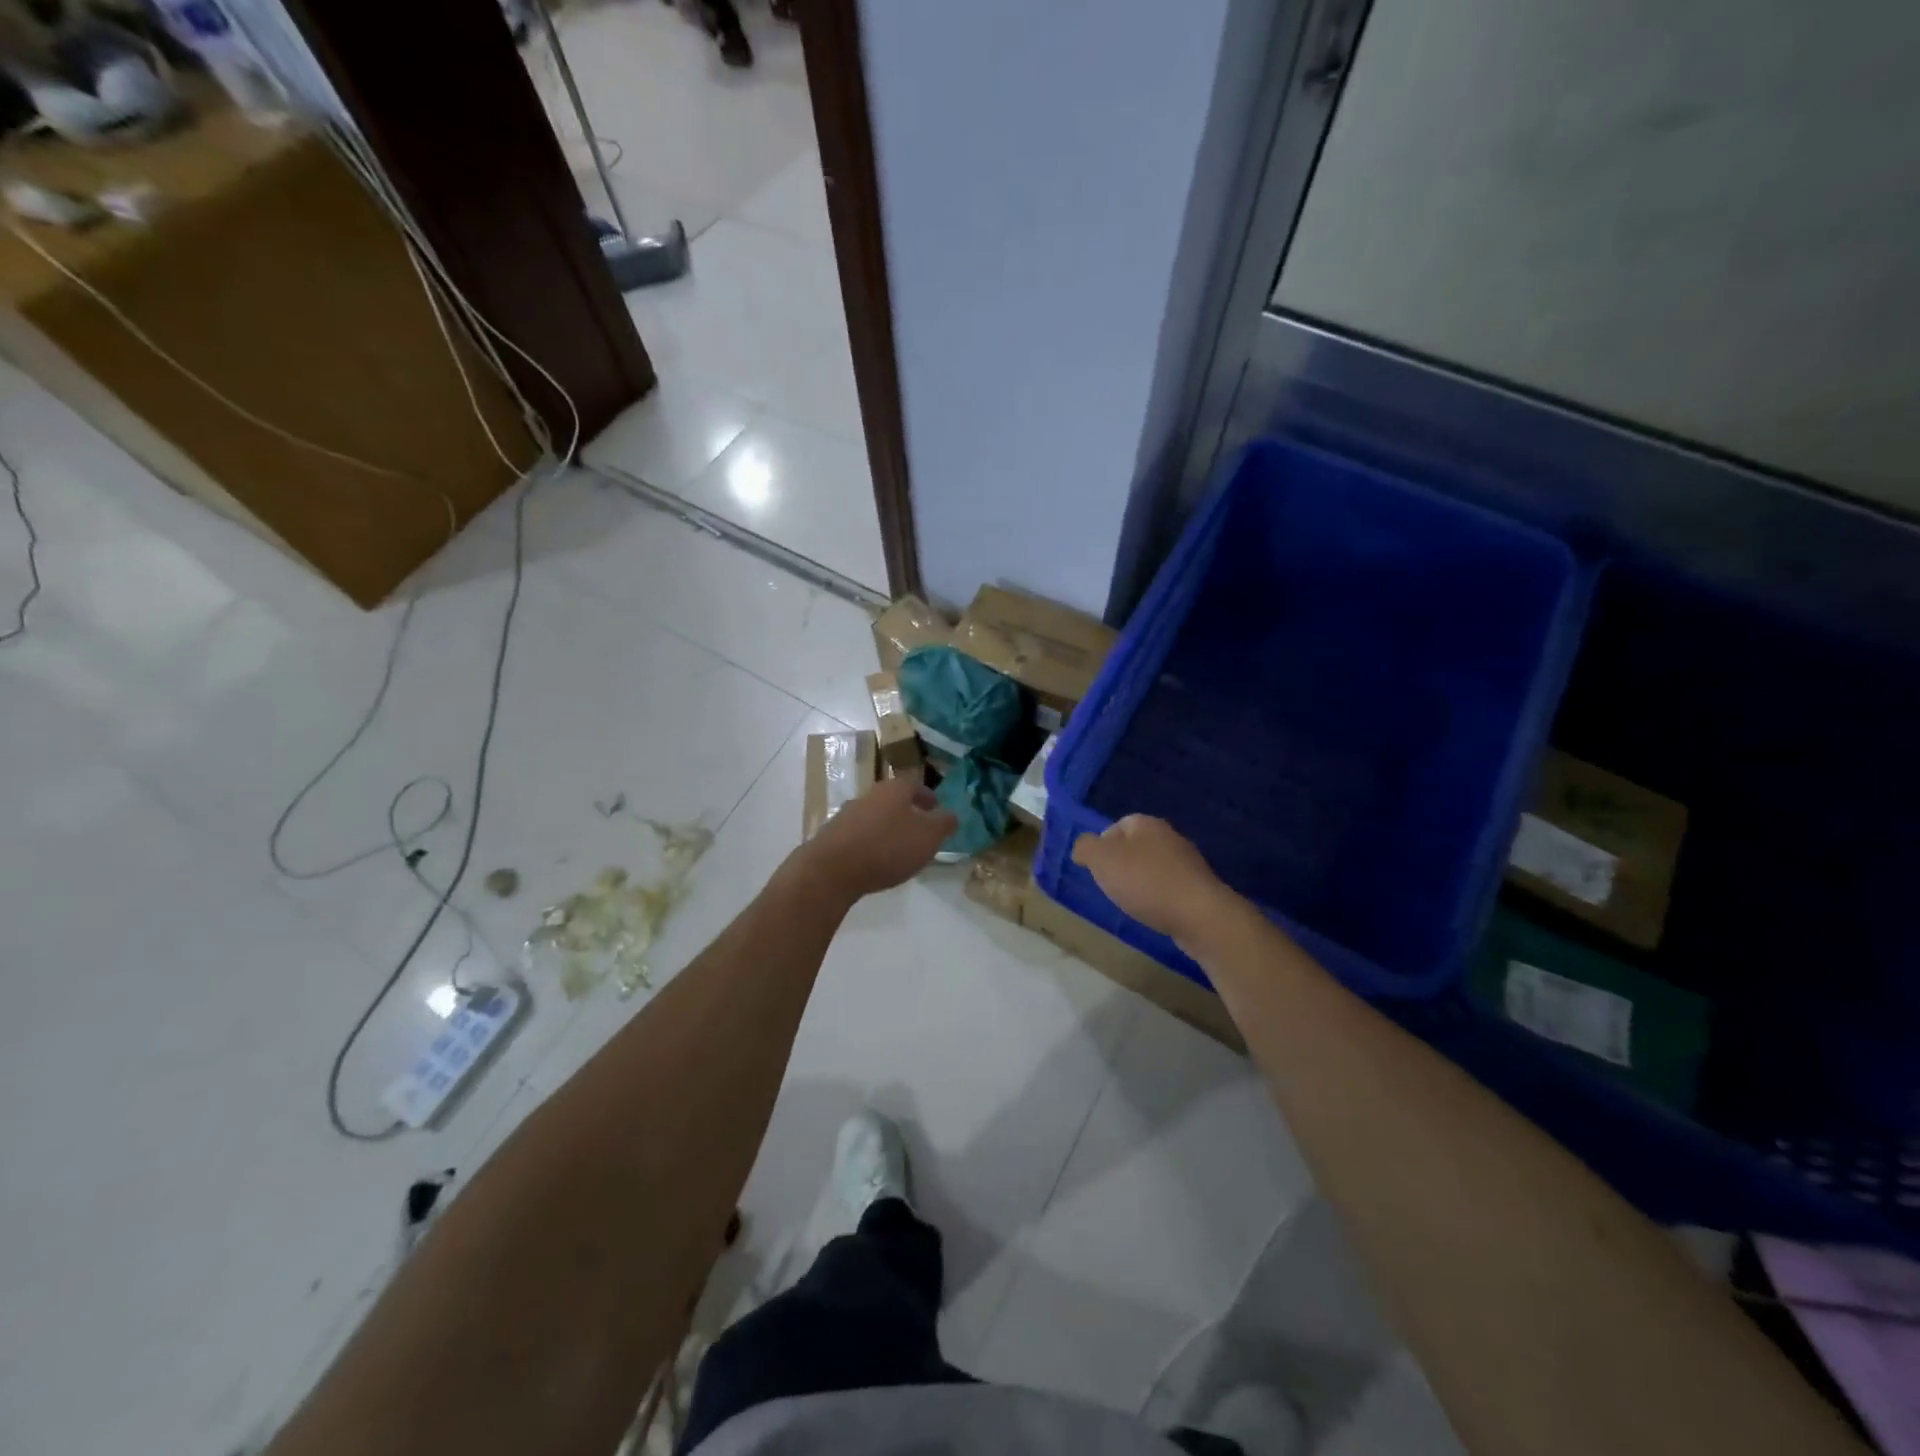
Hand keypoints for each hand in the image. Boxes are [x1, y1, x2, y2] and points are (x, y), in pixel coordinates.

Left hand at [797, 773, 956, 902]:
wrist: (831, 869)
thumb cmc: (887, 848)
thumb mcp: (928, 837)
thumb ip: (943, 824)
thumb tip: (952, 814)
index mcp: (894, 789)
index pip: (915, 784)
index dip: (927, 796)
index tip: (936, 808)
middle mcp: (870, 795)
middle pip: (893, 798)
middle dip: (908, 811)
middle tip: (920, 828)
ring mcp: (848, 814)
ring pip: (875, 816)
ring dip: (888, 827)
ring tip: (899, 847)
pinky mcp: (833, 835)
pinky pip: (860, 834)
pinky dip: (871, 842)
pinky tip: (876, 860)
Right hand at [1072, 815, 1230, 944]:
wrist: (1199, 915)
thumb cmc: (1145, 881)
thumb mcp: (1101, 859)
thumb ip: (1085, 847)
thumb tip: (1083, 848)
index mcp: (1146, 824)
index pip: (1118, 825)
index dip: (1102, 845)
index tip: (1096, 868)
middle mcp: (1169, 836)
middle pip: (1136, 846)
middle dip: (1121, 864)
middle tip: (1110, 885)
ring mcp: (1187, 862)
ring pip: (1153, 867)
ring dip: (1140, 882)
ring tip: (1130, 902)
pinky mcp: (1199, 888)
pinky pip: (1169, 887)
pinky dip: (1157, 897)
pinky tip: (1153, 912)